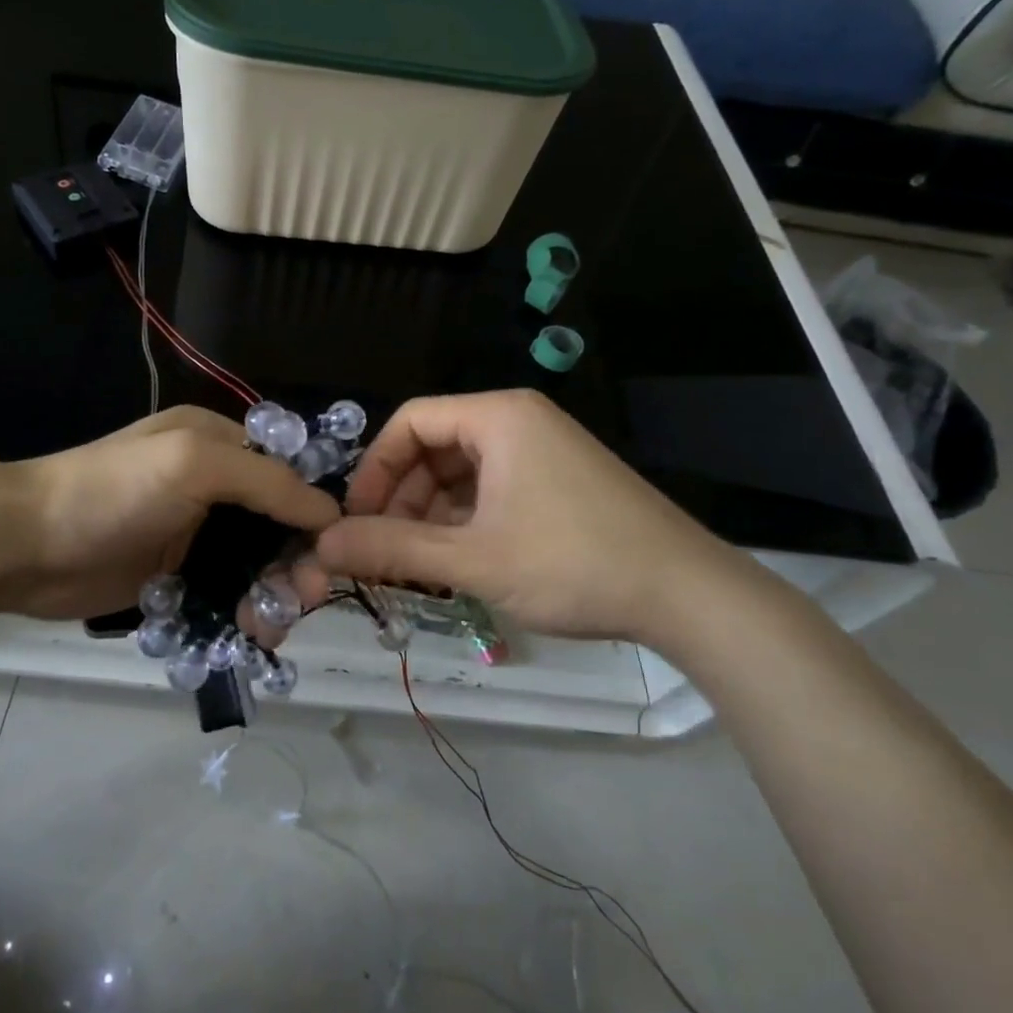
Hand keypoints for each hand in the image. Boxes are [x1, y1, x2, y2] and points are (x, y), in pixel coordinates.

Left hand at [0, 406, 340, 621]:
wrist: (26, 545)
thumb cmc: (113, 492)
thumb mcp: (195, 465)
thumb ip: (268, 483)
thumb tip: (332, 511)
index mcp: (219, 443)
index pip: (289, 473)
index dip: (315, 512)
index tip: (332, 555)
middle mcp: (213, 485)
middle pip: (277, 526)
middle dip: (295, 562)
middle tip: (298, 601)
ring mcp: (193, 534)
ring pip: (255, 566)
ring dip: (271, 595)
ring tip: (265, 627)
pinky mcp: (176, 576)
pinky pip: (226, 595)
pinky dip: (242, 613)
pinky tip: (246, 634)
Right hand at [313, 390, 776, 648]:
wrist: (689, 596)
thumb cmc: (573, 563)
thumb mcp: (472, 560)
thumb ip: (392, 550)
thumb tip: (322, 545)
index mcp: (497, 417)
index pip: (409, 422)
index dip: (373, 469)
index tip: (356, 519)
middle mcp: (518, 421)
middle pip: (434, 447)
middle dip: (401, 498)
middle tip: (384, 551)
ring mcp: (543, 450)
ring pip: (462, 473)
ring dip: (431, 515)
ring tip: (418, 566)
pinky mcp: (559, 481)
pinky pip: (492, 489)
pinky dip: (465, 521)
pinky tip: (459, 562)